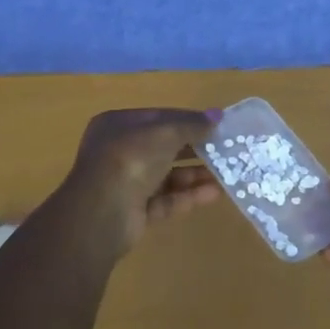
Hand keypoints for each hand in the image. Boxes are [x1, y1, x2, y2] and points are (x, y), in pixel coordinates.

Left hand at [58, 107, 222, 251]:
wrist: (102, 212)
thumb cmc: (131, 157)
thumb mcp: (165, 132)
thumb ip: (192, 124)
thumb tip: (217, 116)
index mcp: (118, 125)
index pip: (158, 118)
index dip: (187, 120)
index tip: (215, 125)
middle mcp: (119, 152)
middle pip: (163, 148)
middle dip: (194, 149)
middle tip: (224, 150)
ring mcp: (125, 183)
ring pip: (166, 176)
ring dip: (195, 174)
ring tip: (226, 173)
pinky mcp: (134, 212)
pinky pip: (165, 200)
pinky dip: (188, 196)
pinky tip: (215, 193)